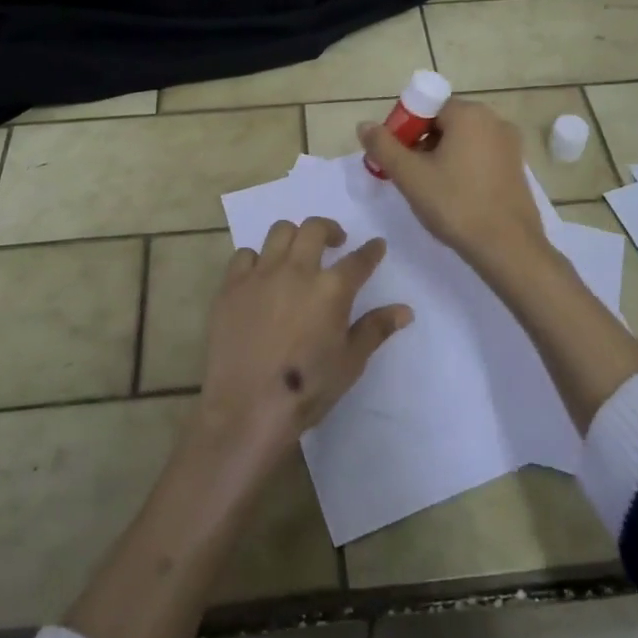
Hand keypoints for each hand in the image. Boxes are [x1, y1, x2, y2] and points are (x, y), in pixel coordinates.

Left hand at [195, 217, 412, 463]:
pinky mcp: (231, 286)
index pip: (359, 259)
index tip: (376, 246)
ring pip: (279, 232)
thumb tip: (405, 310)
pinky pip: (243, 255)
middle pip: (315, 228)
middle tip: (334, 243)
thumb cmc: (307, 390)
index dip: (371, 250)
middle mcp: (297, 270)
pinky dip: (256, 259)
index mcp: (332, 289)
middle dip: (330, 229)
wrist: (247, 408)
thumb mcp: (350, 363)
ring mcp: (261, 275)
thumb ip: (376, 329)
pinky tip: (261, 276)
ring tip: (297, 253)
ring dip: (294, 236)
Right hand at [358, 99, 549, 280]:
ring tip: (429, 189)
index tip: (395, 157)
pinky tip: (453, 195)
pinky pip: (480, 156)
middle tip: (407, 175)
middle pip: (444, 122)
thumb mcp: (411, 176)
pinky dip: (462, 167)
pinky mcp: (516, 167)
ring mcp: (509, 144)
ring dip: (440, 156)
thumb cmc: (456, 205)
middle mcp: (494, 120)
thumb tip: (364, 125)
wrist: (508, 247)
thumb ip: (383, 146)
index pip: (426, 107)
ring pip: (462, 140)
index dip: (404, 129)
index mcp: (469, 114)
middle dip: (421, 144)